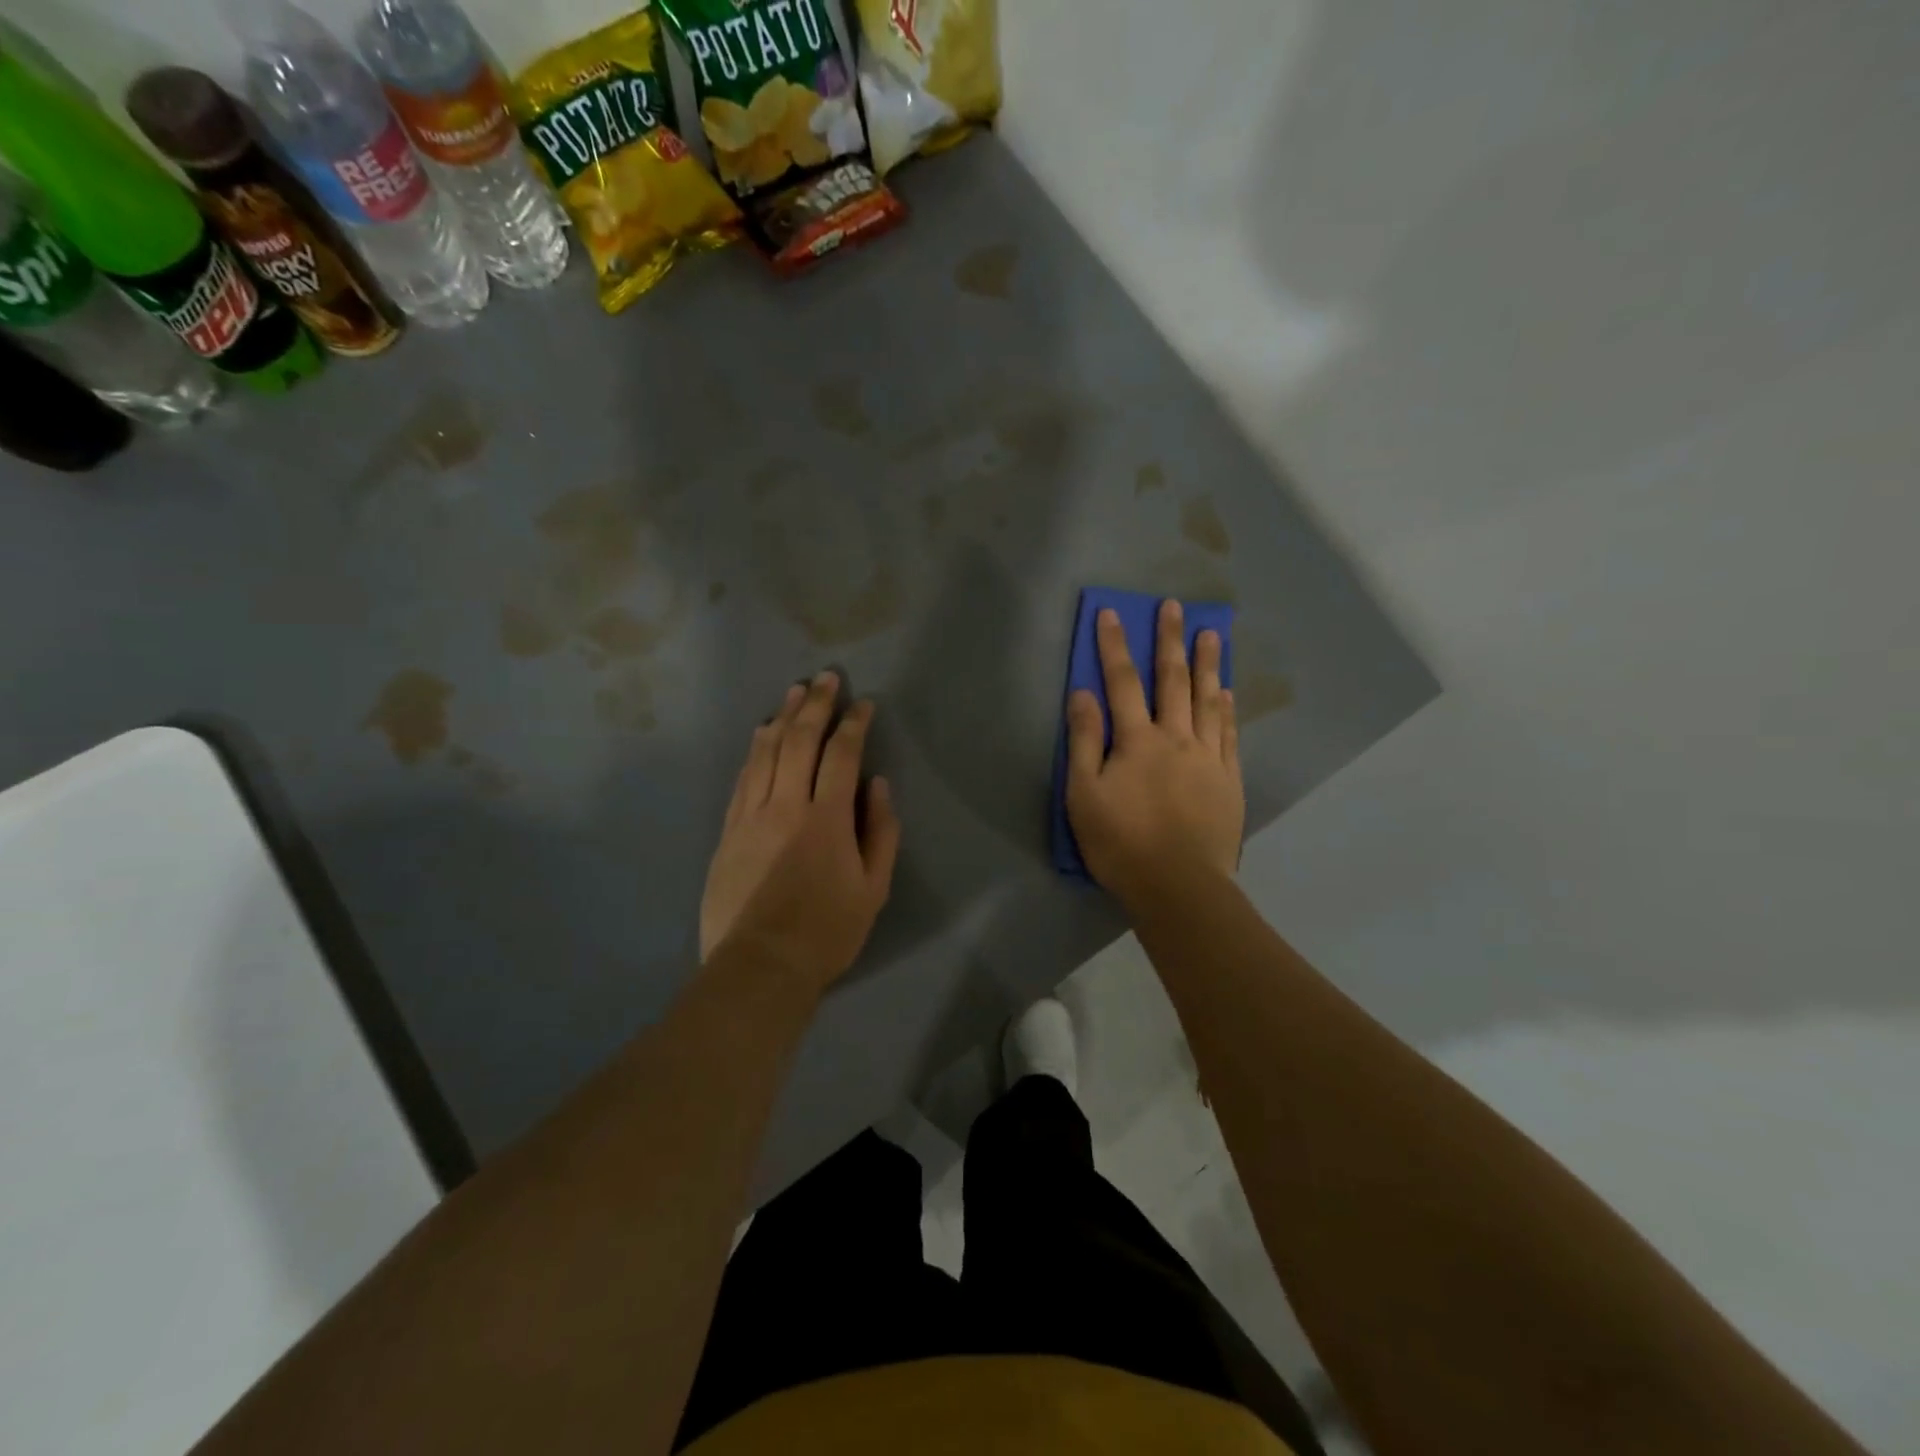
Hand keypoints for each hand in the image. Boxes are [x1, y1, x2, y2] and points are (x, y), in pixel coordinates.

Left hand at [699, 672, 901, 993]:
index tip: (863, 704)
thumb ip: (881, 831)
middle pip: (799, 741)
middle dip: (815, 705)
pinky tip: (761, 735)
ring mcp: (750, 816)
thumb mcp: (874, 888)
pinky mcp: (728, 831)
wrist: (760, 967)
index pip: (842, 755)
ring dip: (781, 718)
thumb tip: (877, 784)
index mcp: (827, 819)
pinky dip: (754, 751)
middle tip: (826, 678)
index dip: (854, 724)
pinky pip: (742, 778)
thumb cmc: (827, 932)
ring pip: (765, 753)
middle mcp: (786, 806)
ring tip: (793, 692)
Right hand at [1066, 601, 1243, 906]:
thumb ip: (1084, 742)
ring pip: (1207, 700)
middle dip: (1169, 641)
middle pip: (1172, 681)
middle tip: (1175, 606)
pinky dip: (1226, 709)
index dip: (1114, 646)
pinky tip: (1227, 692)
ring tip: (1212, 633)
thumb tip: (1081, 694)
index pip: (1122, 683)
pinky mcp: (1228, 780)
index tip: (1112, 613)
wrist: (1179, 886)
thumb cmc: (1121, 843)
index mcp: (1136, 741)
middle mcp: (1175, 738)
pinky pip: (1228, 734)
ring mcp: (1208, 757)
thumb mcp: (1084, 795)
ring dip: (1207, 664)